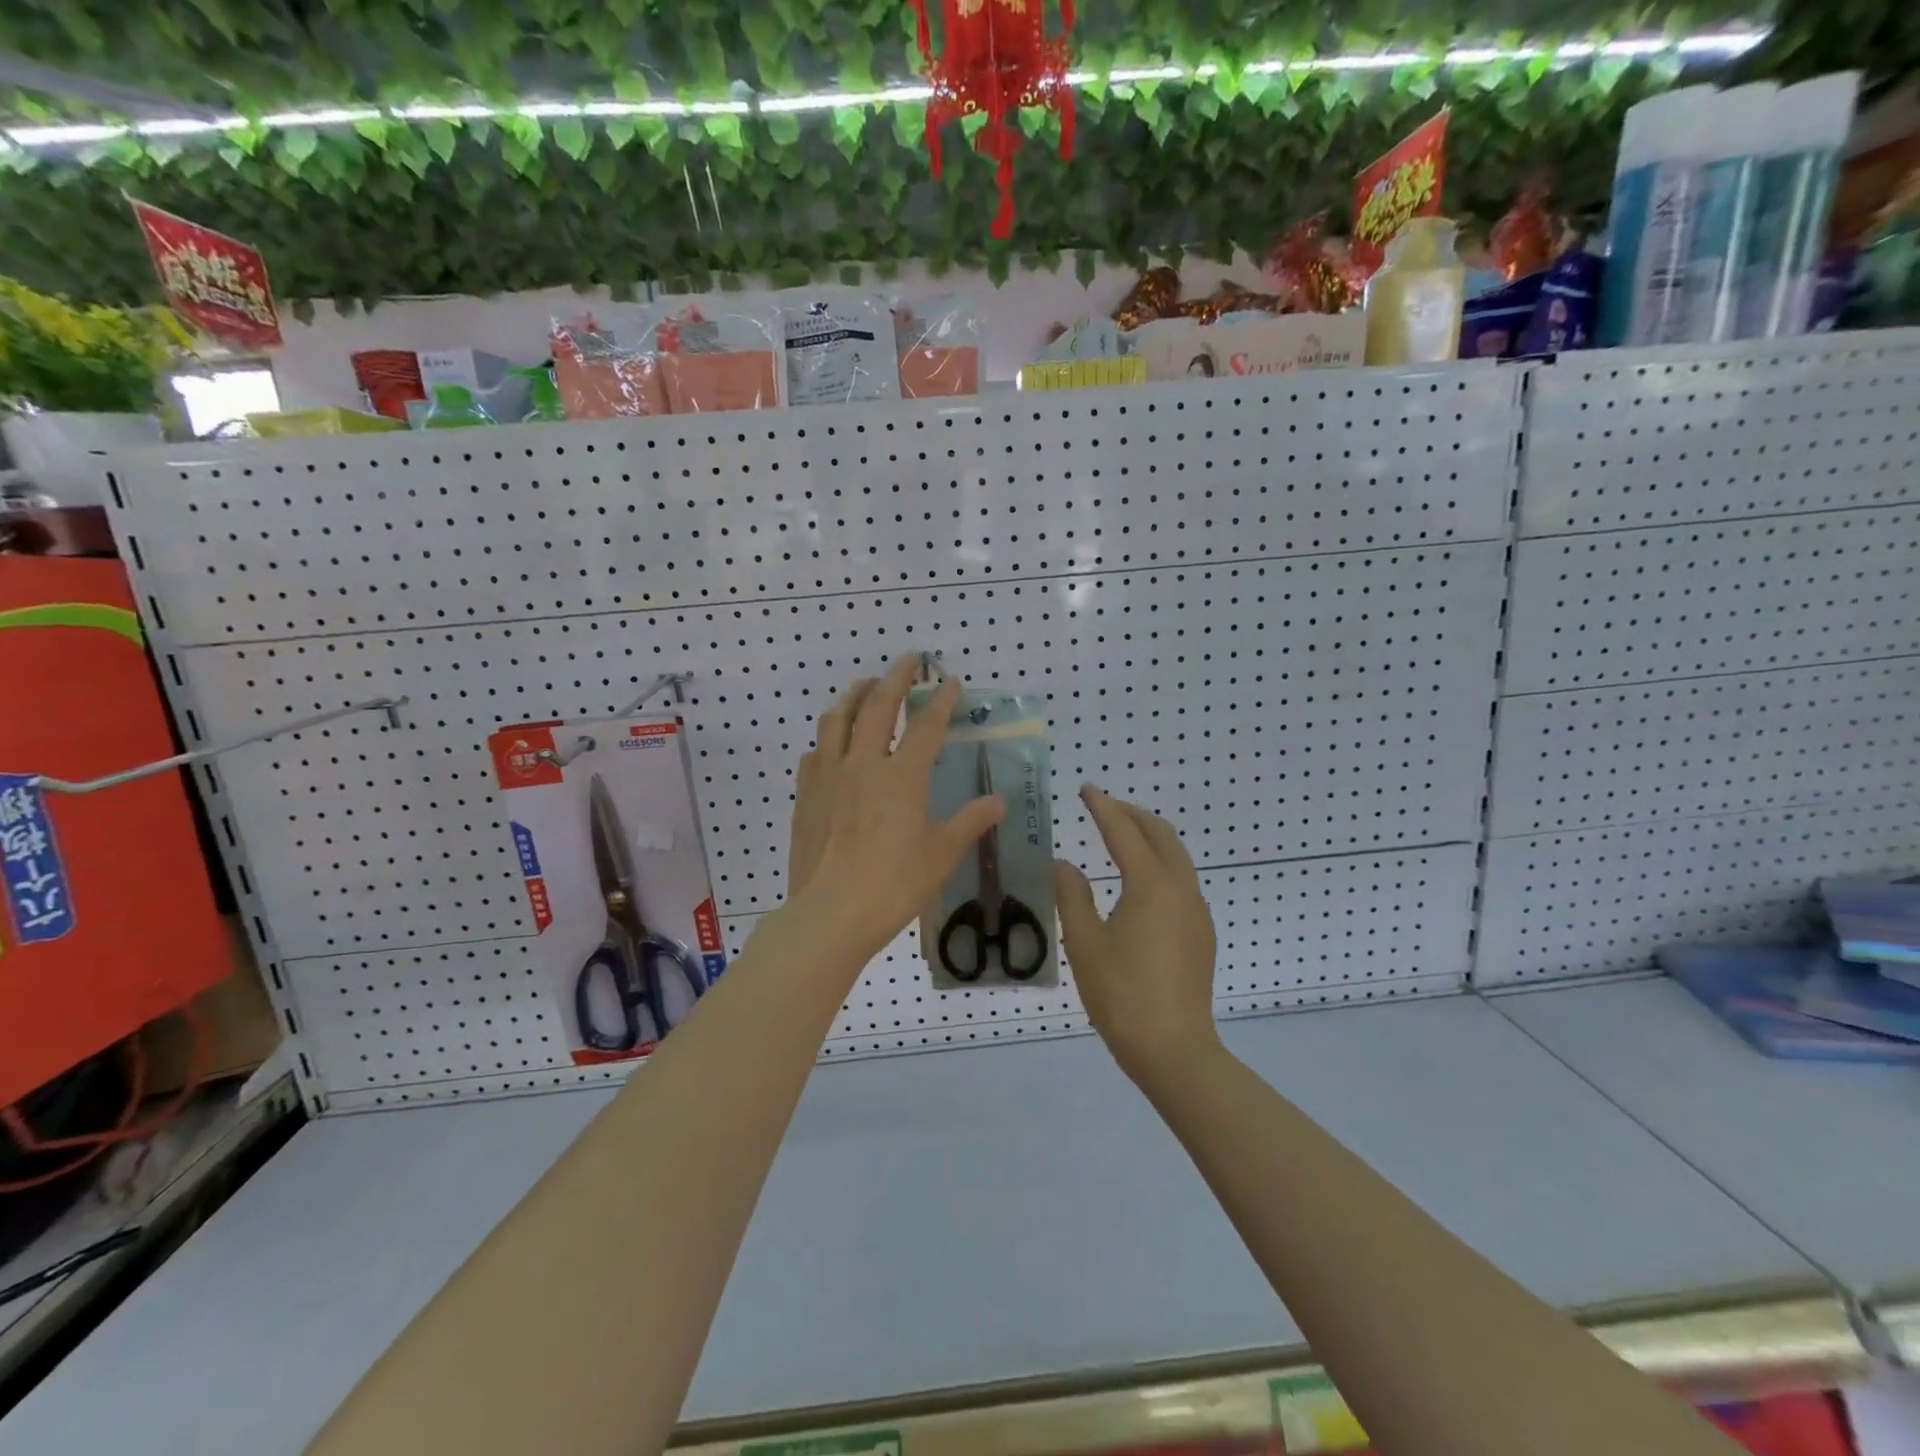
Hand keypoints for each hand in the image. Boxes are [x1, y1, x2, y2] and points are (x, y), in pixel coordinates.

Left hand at [786, 656, 1003, 963]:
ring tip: (865, 686)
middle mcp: (863, 763)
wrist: (831, 913)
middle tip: (909, 661)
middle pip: (877, 706)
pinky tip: (832, 744)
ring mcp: (828, 776)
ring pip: (836, 719)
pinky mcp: (806, 794)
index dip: (941, 701)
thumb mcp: (941, 854)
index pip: (925, 725)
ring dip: (854, 695)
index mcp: (901, 775)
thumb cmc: (893, 884)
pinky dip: (827, 738)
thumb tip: (999, 801)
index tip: (951, 681)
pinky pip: (815, 752)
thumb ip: (970, 821)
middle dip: (895, 677)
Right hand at [1055, 787, 1220, 1082]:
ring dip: (1149, 837)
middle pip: (1160, 834)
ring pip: (1176, 856)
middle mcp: (1180, 888)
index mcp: (1151, 885)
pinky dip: (1159, 862)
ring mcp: (1196, 911)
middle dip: (1131, 814)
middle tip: (1103, 807)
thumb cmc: (1122, 994)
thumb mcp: (1084, 943)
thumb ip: (1072, 896)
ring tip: (1120, 836)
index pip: (1124, 832)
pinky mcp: (1201, 932)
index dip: (1103, 807)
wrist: (1174, 1049)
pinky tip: (1140, 881)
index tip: (1086, 789)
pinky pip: (1181, 879)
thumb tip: (1064, 865)